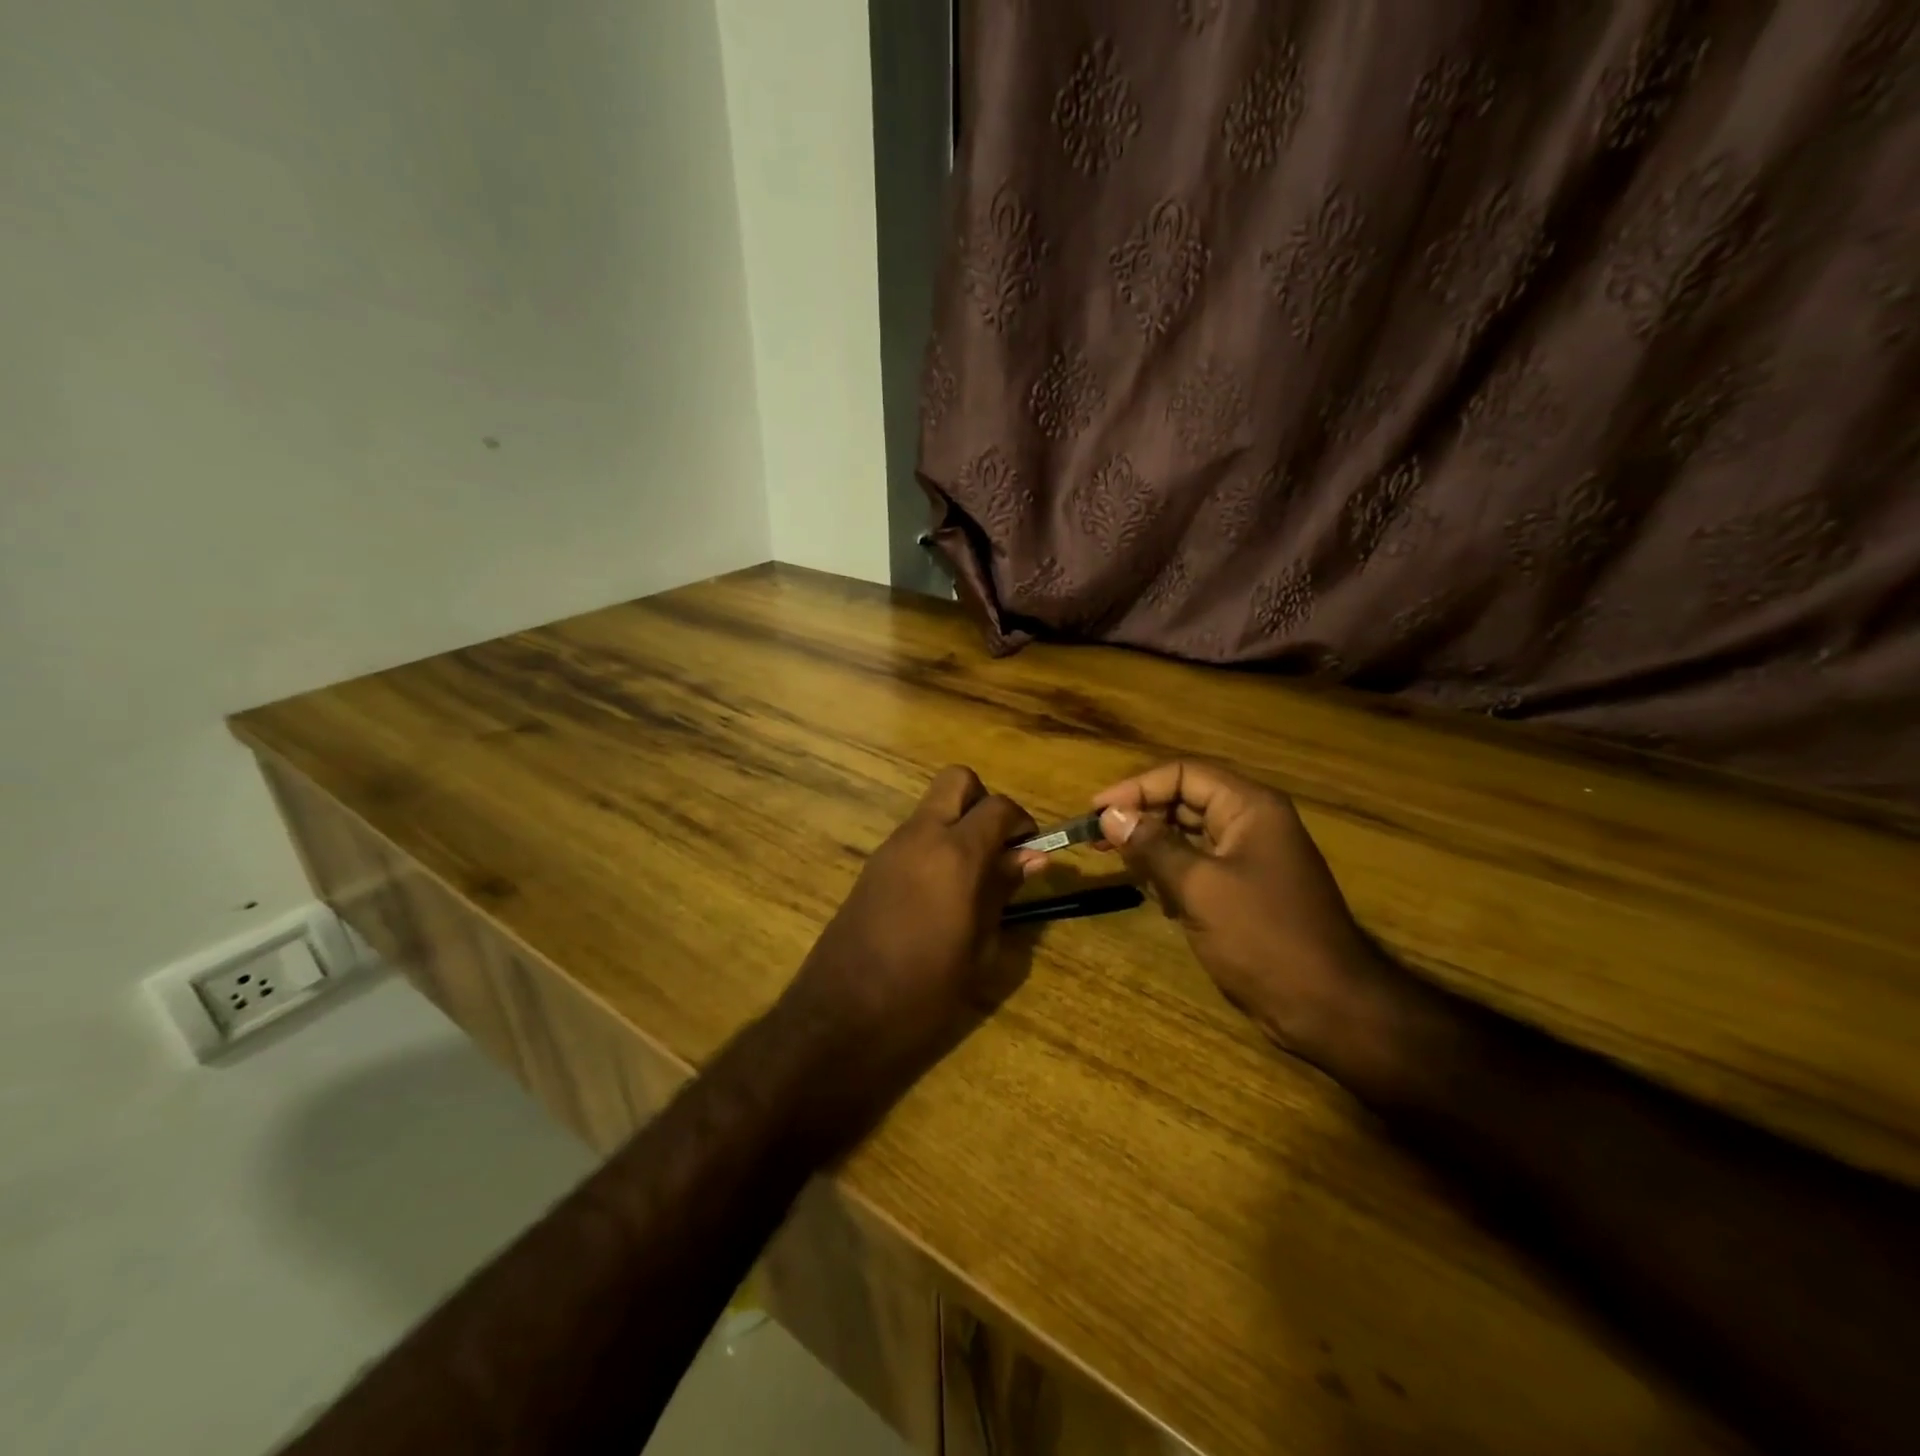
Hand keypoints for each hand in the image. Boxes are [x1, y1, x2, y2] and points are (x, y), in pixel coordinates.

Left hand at [774, 767, 1042, 1133]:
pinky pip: (913, 834)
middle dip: (984, 802)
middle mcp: (920, 836)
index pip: (999, 806)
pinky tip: (940, 892)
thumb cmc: (923, 992)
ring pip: (933, 806)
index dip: (1022, 821)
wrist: (841, 1016)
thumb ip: (1003, 891)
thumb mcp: (978, 947)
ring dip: (958, 823)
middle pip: (957, 780)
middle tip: (996, 848)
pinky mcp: (871, 865)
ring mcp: (890, 847)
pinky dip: (935, 844)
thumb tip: (1031, 857)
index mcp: (954, 855)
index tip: (1031, 852)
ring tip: (972, 877)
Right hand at [1093, 760, 1396, 1075]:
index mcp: (1250, 807)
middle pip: (1185, 799)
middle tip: (1096, 840)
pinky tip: (1156, 896)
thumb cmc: (1263, 937)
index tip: (1096, 812)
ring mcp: (1252, 856)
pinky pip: (1200, 865)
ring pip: (1190, 834)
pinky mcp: (1247, 889)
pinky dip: (1173, 873)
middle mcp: (1252, 822)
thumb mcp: (1199, 887)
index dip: (1136, 787)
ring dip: (1154, 847)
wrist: (1328, 1006)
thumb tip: (1110, 815)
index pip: (1183, 773)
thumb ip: (1152, 846)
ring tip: (1121, 866)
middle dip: (1141, 817)